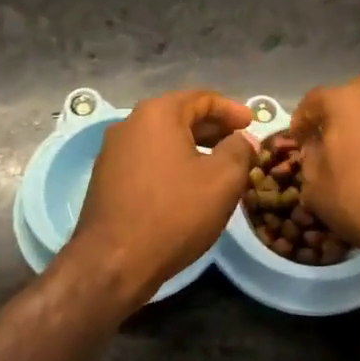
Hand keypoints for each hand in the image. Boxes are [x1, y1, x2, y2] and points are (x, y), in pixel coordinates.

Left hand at [62, 89, 256, 308]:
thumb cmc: (173, 213)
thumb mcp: (222, 180)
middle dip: (213, 128)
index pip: (201, 98)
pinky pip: (148, 159)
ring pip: (162, 139)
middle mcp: (130, 123)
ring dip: (193, 147)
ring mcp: (113, 151)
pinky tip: (188, 185)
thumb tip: (244, 139)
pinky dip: (172, 163)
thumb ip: (239, 151)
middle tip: (240, 142)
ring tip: (219, 165)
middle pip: (179, 115)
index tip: (253, 122)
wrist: (113, 262)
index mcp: (157, 114)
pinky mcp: (106, 178)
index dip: (231, 109)